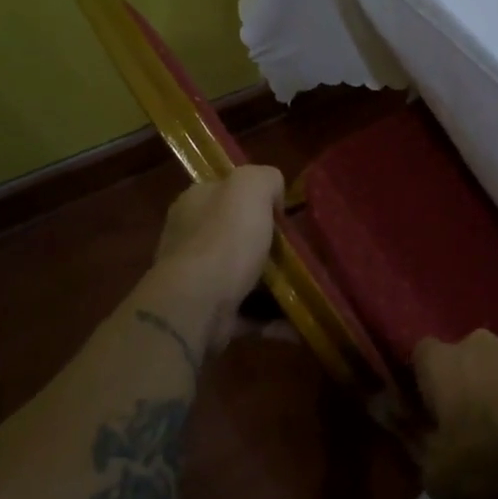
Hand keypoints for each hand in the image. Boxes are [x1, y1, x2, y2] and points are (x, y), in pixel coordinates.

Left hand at [151, 166, 283, 350]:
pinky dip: (273, 317)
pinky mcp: (208, 313)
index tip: (284, 215)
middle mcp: (190, 237)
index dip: (257, 199)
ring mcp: (197, 278)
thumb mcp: (250, 186)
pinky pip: (248, 312)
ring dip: (275, 283)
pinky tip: (298, 320)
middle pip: (237, 235)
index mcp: (195, 202)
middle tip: (300, 252)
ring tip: (308, 288)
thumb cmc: (224, 239)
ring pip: (244, 274)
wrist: (197, 303)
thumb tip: (274, 196)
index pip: (226, 192)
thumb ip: (266, 178)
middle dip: (269, 245)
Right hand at [412, 331, 497, 498]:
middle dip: (471, 386)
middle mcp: (476, 342)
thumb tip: (431, 457)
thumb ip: (426, 463)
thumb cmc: (488, 448)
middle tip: (479, 428)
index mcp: (440, 363)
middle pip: (466, 359)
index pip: (421, 356)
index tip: (434, 412)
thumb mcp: (442, 478)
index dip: (425, 382)